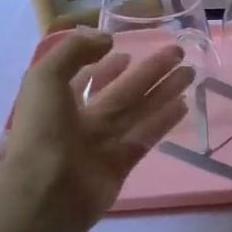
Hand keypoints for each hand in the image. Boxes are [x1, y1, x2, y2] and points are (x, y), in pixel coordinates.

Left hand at [0, 30, 194, 231]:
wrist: (45, 192)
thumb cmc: (41, 131)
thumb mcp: (46, 77)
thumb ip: (75, 50)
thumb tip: (108, 39)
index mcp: (59, 102)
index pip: (86, 78)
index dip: (106, 66)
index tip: (127, 51)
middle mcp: (83, 121)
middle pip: (123, 91)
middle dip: (149, 71)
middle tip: (178, 52)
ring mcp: (104, 144)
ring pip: (140, 111)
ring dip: (164, 91)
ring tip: (190, 73)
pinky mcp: (122, 163)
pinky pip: (146, 136)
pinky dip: (164, 120)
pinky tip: (184, 104)